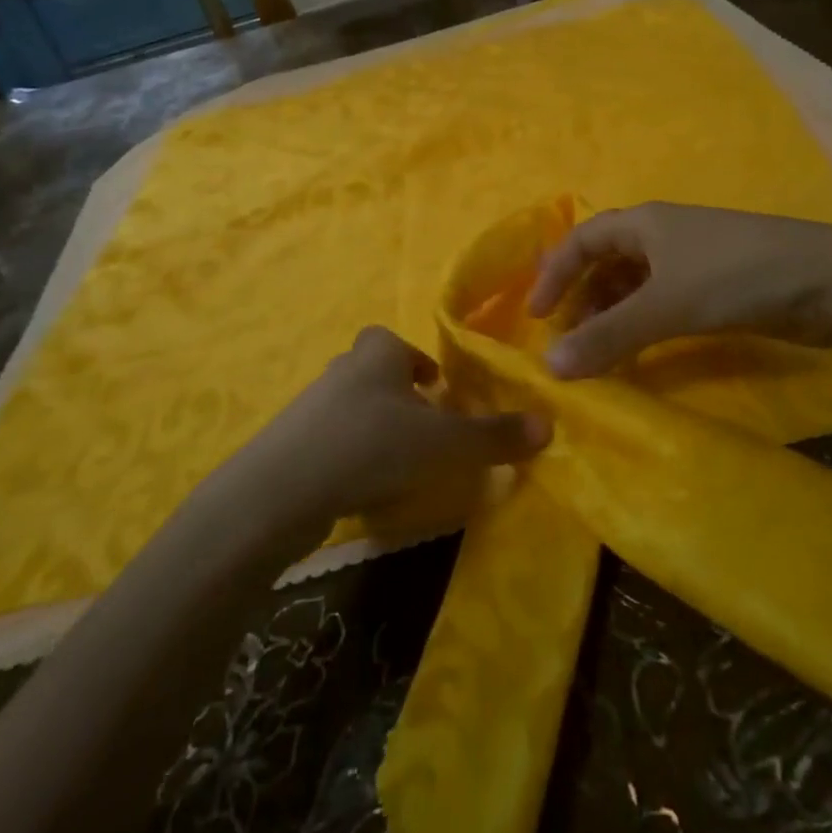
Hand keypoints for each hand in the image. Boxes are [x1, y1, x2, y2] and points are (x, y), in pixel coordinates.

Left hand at [235, 327, 549, 526]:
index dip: (415, 361)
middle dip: (398, 395)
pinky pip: (329, 442)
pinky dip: (349, 457)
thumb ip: (494, 436)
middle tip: (425, 429)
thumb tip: (549, 427)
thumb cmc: (372, 445)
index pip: (394, 342)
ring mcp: (310, 407)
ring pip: (351, 408)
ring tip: (399, 464)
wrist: (281, 490)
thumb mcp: (444, 443)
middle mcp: (343, 370)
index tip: (436, 388)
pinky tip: (363, 488)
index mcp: (378, 354)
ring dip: (374, 428)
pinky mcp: (290, 446)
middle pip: (373, 372)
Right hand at [527, 202, 831, 378]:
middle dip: (584, 301)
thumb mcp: (664, 306)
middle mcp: (662, 235)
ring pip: (636, 285)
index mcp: (644, 223)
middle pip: (607, 263)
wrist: (829, 279)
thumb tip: (549, 367)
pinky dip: (645, 324)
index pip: (581, 240)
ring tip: (602, 355)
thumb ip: (607, 337)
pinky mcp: (718, 284)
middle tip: (571, 344)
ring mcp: (692, 259)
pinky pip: (664, 302)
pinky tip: (643, 353)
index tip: (536, 316)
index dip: (554, 274)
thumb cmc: (735, 276)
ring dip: (614, 316)